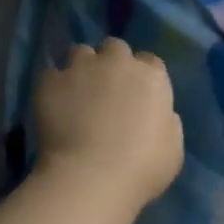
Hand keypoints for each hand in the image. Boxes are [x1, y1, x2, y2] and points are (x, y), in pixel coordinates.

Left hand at [34, 38, 183, 209]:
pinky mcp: (51, 82)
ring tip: (76, 91)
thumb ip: (167, 123)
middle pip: (115, 47)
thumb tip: (161, 115)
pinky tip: (53, 105)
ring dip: (81, 67)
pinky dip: (54, 86)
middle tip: (106, 88)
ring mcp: (82, 68)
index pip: (150, 61)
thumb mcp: (173, 149)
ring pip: (80, 52)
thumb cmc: (142, 167)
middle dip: (111, 62)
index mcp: (152, 77)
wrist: (92, 176)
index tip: (137, 93)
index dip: (142, 75)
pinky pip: (51, 74)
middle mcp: (118, 63)